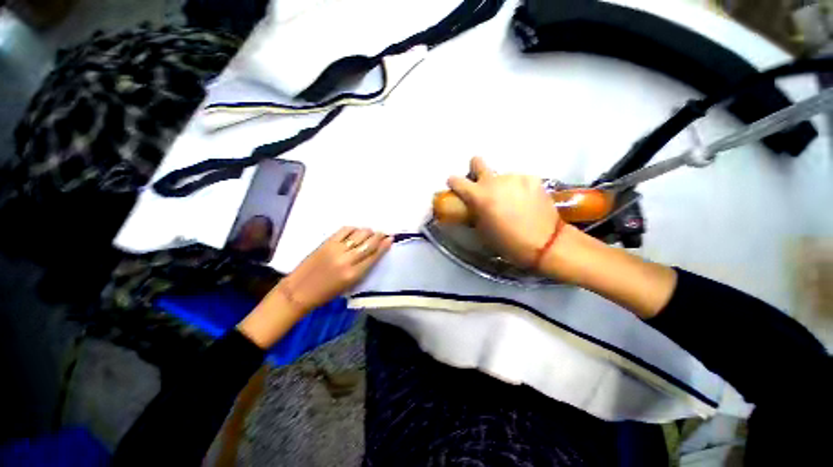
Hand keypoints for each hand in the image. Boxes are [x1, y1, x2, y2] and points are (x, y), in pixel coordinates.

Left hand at [279, 227, 392, 312]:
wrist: (300, 291)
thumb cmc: (326, 293)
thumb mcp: (350, 285)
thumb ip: (363, 269)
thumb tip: (372, 254)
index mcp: (354, 274)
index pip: (374, 256)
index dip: (384, 246)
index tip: (390, 239)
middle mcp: (348, 260)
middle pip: (369, 244)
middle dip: (378, 236)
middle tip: (383, 233)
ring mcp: (337, 249)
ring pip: (358, 235)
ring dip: (367, 231)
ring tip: (371, 231)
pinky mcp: (327, 243)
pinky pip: (344, 231)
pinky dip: (353, 229)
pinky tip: (356, 230)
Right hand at [447, 157, 569, 270]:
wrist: (545, 243)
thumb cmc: (507, 242)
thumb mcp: (482, 231)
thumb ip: (474, 213)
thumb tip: (471, 206)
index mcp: (478, 195)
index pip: (456, 180)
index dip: (453, 183)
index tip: (456, 188)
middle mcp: (494, 181)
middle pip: (477, 161)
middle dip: (475, 169)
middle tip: (482, 184)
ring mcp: (514, 177)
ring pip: (501, 175)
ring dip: (501, 184)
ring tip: (511, 201)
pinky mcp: (532, 178)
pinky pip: (518, 180)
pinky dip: (518, 188)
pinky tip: (526, 201)